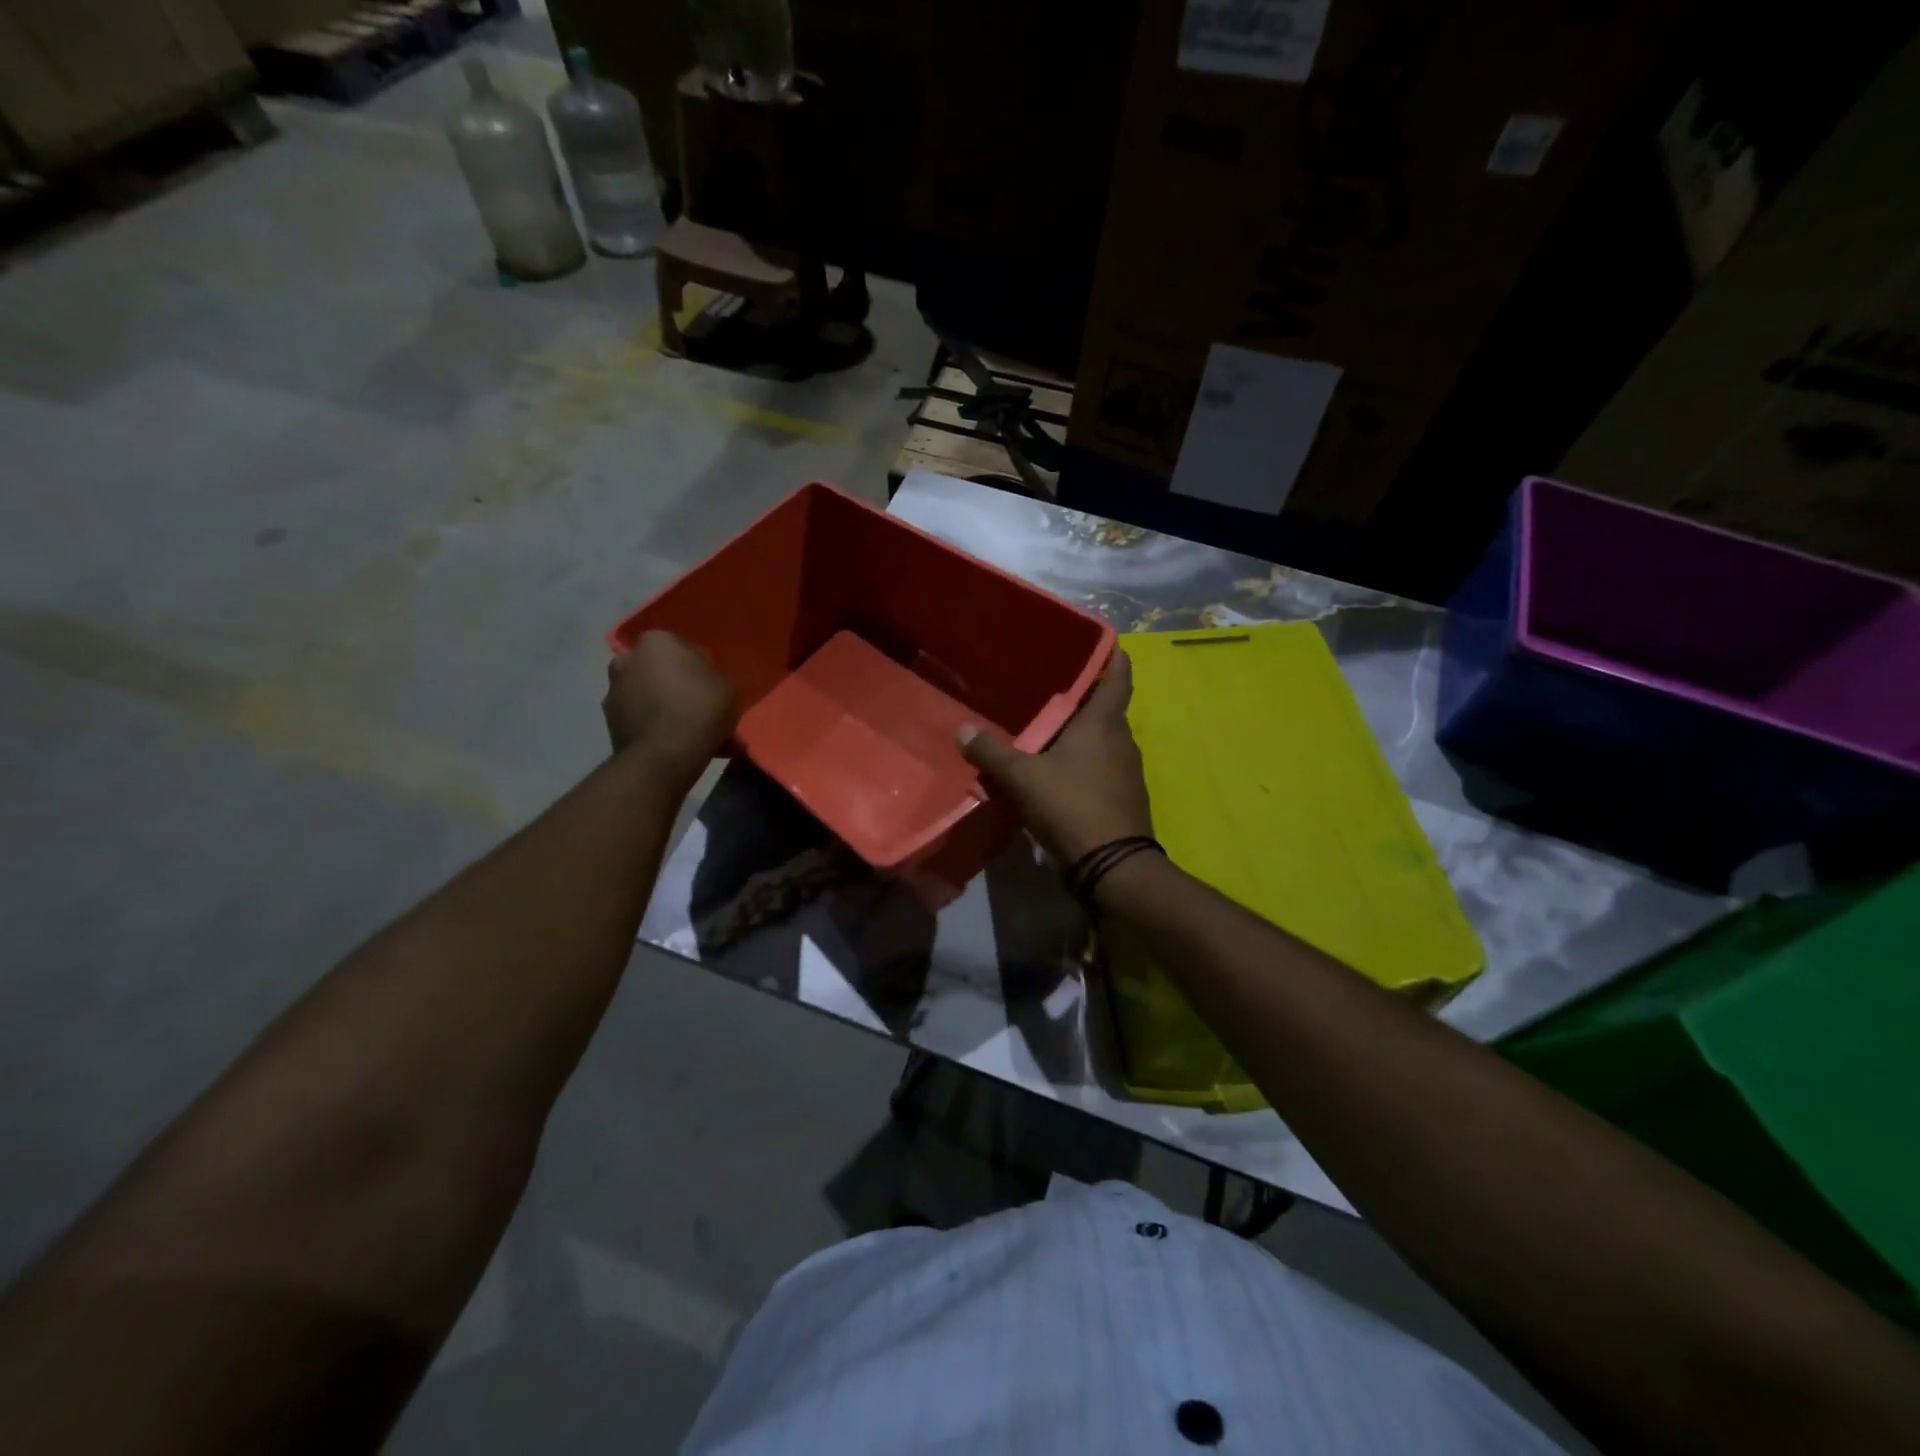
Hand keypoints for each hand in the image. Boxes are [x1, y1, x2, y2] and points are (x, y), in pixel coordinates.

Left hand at [603, 630, 736, 769]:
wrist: (664, 755)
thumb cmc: (699, 709)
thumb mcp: (725, 685)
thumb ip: (709, 674)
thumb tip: (698, 677)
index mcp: (657, 641)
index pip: (681, 647)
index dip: (697, 666)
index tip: (709, 685)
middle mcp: (627, 659)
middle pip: (657, 668)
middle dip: (672, 682)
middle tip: (695, 704)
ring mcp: (613, 690)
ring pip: (645, 693)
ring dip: (660, 704)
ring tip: (684, 729)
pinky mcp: (608, 721)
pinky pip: (638, 717)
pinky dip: (651, 725)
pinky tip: (672, 742)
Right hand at [957, 648, 1151, 863]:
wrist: (1113, 866)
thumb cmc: (1072, 806)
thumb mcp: (1023, 777)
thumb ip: (992, 752)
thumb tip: (962, 730)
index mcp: (1104, 723)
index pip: (1119, 676)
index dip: (1113, 655)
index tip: (1103, 639)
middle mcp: (1122, 740)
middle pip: (1106, 709)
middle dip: (1083, 697)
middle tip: (1051, 687)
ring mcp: (1127, 771)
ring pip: (1103, 740)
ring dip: (1081, 733)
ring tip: (1048, 728)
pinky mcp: (1124, 797)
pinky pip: (1102, 767)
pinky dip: (1084, 762)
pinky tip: (1058, 771)